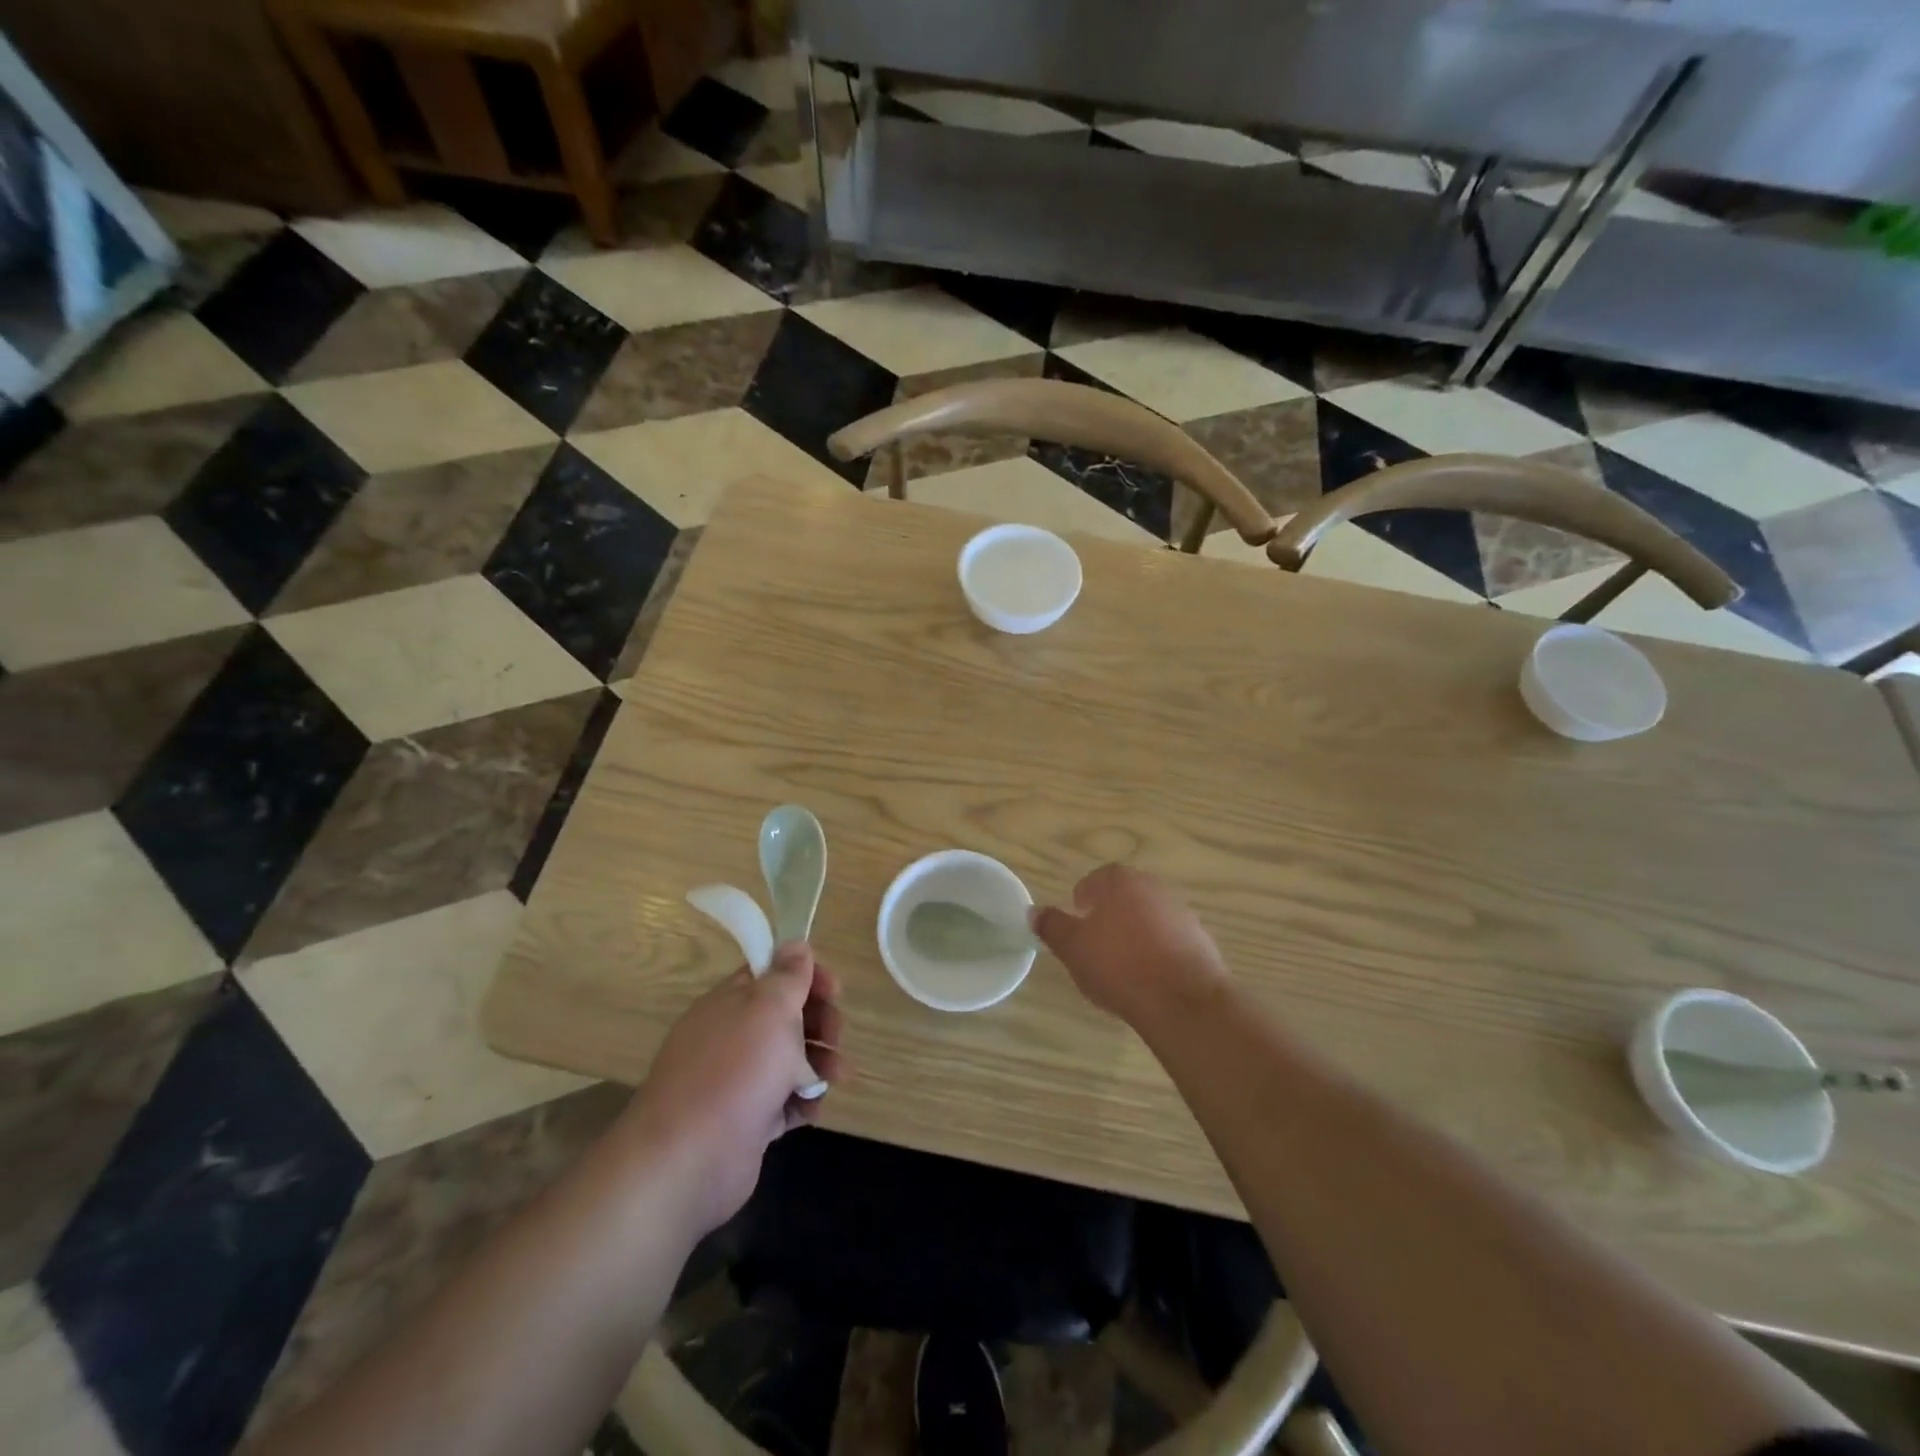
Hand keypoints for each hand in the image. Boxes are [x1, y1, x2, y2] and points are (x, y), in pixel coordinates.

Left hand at [625, 943, 842, 1235]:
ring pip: (789, 1061)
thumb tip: (795, 943)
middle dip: (820, 1022)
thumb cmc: (736, 1070)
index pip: (773, 974)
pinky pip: (783, 1103)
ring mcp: (737, 1081)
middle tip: (836, 1035)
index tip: (835, 990)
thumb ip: (788, 976)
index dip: (807, 977)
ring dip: (820, 1063)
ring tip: (838, 1075)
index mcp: (732, 1002)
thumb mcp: (769, 1009)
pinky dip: (802, 1103)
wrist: (689, 1159)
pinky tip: (812, 1109)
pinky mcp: (746, 1122)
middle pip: (786, 1018)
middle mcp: (732, 1037)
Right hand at [1032, 864, 1227, 1025]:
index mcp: (1119, 880)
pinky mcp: (1201, 940)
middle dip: (1108, 918)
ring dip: (1134, 935)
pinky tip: (1149, 980)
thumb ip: (1052, 926)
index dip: (1081, 904)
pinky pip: (1169, 940)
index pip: (1093, 881)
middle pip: (1123, 897)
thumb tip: (1034, 911)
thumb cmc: (1118, 965)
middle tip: (1095, 949)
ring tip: (1122, 969)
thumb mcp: (1072, 948)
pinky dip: (1157, 953)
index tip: (1076, 929)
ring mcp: (1181, 912)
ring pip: (1147, 918)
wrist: (1183, 999)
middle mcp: (1152, 886)